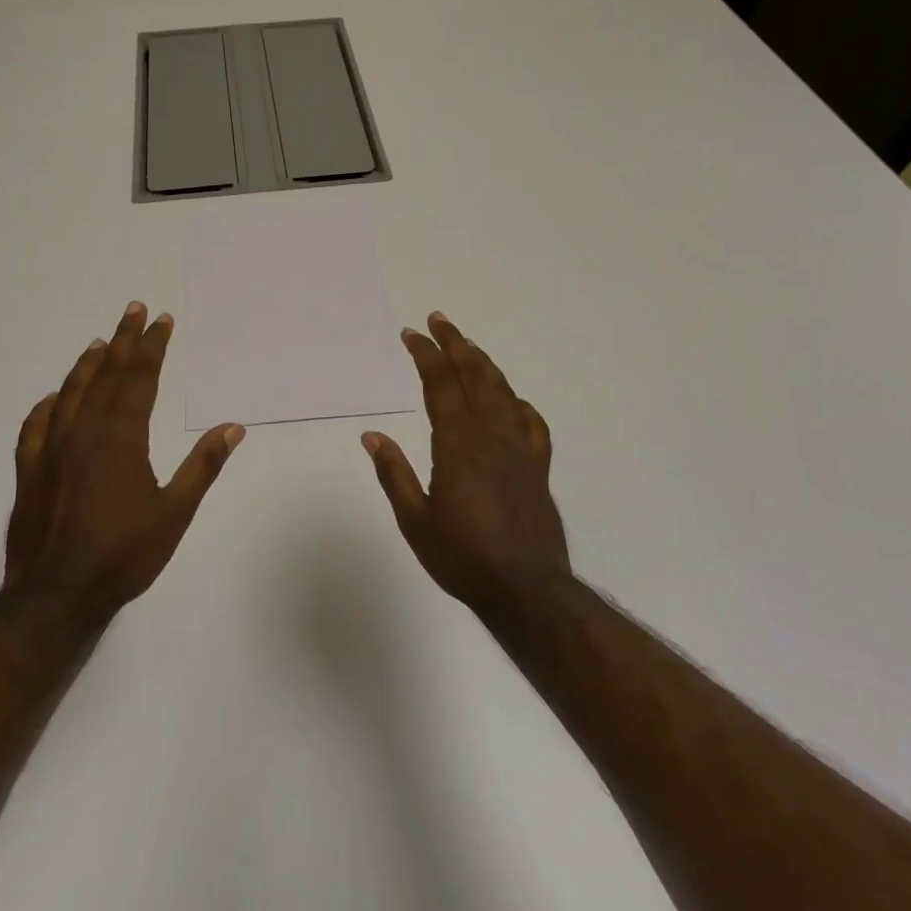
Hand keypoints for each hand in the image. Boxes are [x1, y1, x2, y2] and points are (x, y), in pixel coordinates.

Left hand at [5, 301, 244, 621]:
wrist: (56, 595)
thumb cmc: (123, 555)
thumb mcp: (175, 513)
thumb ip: (202, 466)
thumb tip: (233, 427)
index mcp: (121, 438)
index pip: (140, 378)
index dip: (152, 347)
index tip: (161, 321)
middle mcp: (84, 433)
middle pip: (106, 375)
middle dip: (123, 340)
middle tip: (133, 310)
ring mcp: (52, 450)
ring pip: (71, 393)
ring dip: (88, 365)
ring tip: (100, 343)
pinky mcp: (30, 471)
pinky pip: (36, 426)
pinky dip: (48, 405)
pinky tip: (53, 399)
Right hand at [362, 312, 570, 617]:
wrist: (526, 589)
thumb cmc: (463, 557)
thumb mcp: (415, 521)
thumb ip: (394, 474)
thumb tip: (372, 435)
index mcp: (458, 445)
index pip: (440, 385)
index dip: (426, 355)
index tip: (411, 334)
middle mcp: (491, 436)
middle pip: (475, 376)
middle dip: (455, 344)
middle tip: (439, 320)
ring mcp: (520, 449)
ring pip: (503, 392)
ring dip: (483, 363)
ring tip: (468, 345)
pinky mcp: (538, 467)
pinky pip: (531, 423)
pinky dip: (518, 403)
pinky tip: (511, 400)